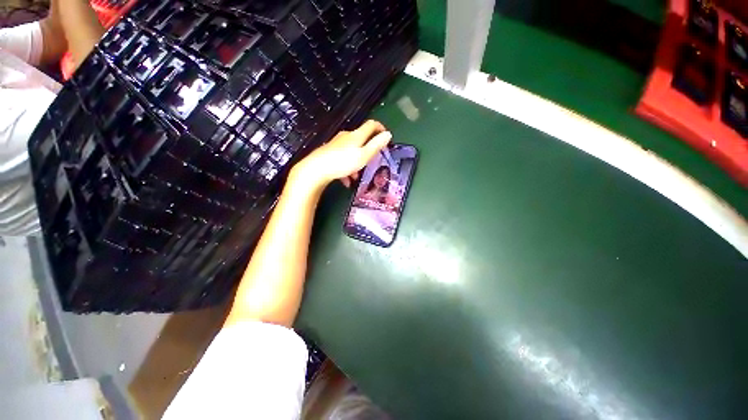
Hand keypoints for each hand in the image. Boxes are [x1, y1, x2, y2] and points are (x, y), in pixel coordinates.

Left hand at [290, 120, 391, 191]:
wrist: (316, 169)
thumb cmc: (342, 162)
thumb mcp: (364, 156)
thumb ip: (376, 145)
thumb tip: (387, 134)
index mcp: (356, 135)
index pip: (371, 125)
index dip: (380, 128)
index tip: (386, 137)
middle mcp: (346, 136)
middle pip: (361, 139)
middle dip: (368, 150)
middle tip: (371, 162)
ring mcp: (336, 144)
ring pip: (351, 151)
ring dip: (357, 162)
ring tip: (356, 176)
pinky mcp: (329, 152)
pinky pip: (342, 159)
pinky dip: (347, 168)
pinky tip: (346, 180)